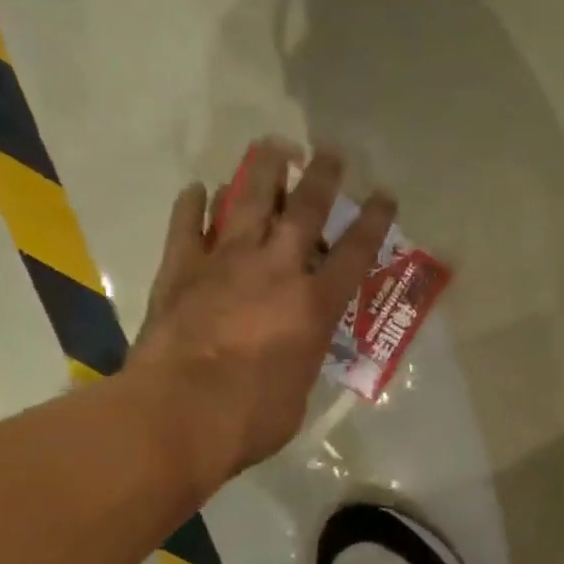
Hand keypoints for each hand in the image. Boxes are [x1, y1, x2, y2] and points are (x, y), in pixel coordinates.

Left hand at [120, 139, 394, 486]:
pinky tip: (197, 188)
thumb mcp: (299, 391)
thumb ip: (302, 357)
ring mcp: (224, 263)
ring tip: (272, 145)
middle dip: (321, 178)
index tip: (384, 195)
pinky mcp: (180, 270)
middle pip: (303, 211)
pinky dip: (192, 205)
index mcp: (314, 305)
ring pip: (247, 202)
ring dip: (262, 171)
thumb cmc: (252, 417)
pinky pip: (186, 226)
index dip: (373, 222)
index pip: (354, 254)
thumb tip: (293, 349)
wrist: (180, 413)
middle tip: (330, 151)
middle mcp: (275, 270)